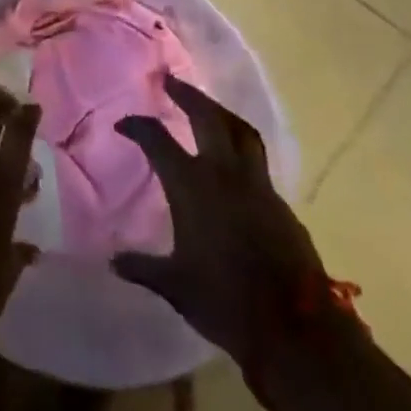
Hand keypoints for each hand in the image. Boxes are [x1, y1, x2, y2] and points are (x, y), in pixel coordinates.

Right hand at [111, 76, 328, 387]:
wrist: (296, 329)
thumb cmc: (225, 301)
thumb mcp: (175, 286)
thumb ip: (143, 267)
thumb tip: (113, 261)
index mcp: (192, 185)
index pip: (157, 140)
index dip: (137, 126)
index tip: (123, 124)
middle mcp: (224, 173)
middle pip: (207, 116)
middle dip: (187, 94)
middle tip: (170, 80)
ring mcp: (257, 184)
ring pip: (239, 130)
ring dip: (219, 112)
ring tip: (206, 106)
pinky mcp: (280, 202)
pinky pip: (256, 159)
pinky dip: (240, 145)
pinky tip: (233, 160)